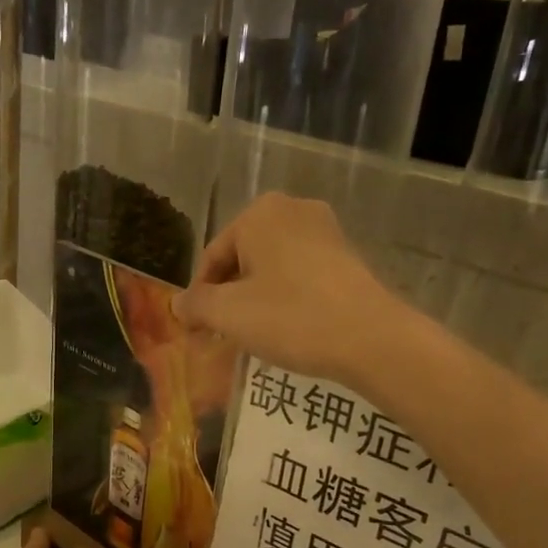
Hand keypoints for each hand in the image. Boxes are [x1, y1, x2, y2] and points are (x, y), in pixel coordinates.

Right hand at [172, 194, 410, 391]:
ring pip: (272, 268)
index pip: (213, 257)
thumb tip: (177, 304)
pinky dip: (285, 297)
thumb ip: (196, 306)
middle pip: (242, 259)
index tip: (196, 331)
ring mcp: (325, 230)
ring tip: (251, 336)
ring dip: (255, 299)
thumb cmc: (291, 317)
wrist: (370, 338)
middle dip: (228, 297)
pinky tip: (285, 328)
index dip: (199, 297)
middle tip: (221, 335)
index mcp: (259, 213)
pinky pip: (300, 274)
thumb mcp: (229, 314)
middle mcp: (293, 209)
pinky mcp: (346, 255)